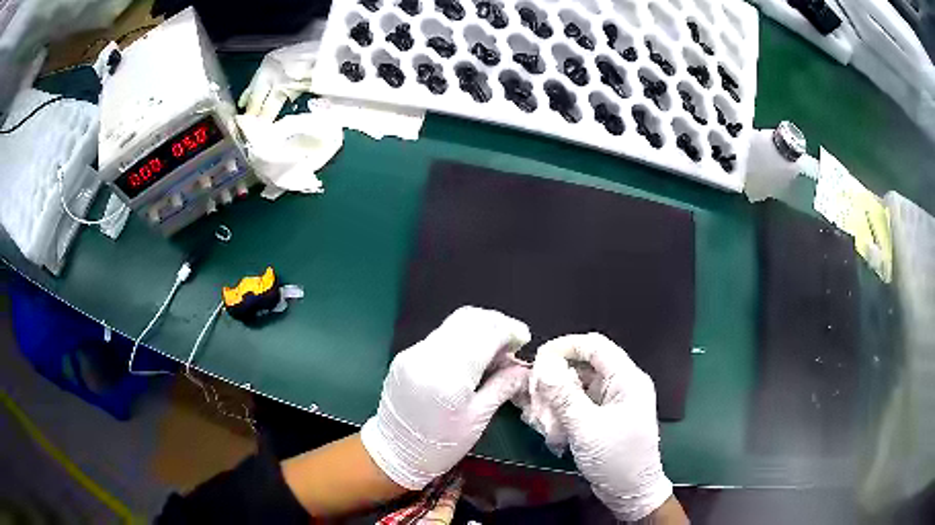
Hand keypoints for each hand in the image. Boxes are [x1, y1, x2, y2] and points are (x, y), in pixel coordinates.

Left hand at [361, 307, 530, 489]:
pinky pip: (439, 337)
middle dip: (495, 323)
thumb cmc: (440, 445)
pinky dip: (461, 339)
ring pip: (452, 324)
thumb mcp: (477, 420)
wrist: (394, 452)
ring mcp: (413, 353)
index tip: (523, 339)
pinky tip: (471, 357)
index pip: (485, 334)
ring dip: (478, 329)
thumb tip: (523, 368)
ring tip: (494, 351)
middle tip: (511, 342)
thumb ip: (502, 387)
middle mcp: (428, 356)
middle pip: (468, 319)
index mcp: (449, 376)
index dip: (509, 330)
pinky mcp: (405, 356)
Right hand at [532, 333, 672, 521]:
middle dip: (556, 380)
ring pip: (577, 386)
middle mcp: (621, 385)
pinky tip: (551, 430)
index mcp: (627, 379)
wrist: (631, 492)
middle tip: (535, 399)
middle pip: (582, 366)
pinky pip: (578, 404)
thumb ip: (564, 396)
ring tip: (543, 421)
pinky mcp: (604, 417)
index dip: (565, 347)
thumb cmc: (616, 459)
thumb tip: (542, 365)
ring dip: (556, 401)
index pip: (594, 345)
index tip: (537, 360)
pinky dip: (562, 413)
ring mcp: (612, 402)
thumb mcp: (587, 428)